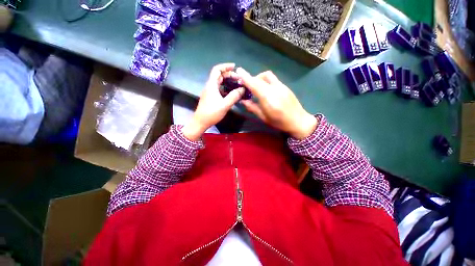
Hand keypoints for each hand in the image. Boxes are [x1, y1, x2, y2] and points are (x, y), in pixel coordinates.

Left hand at [182, 63, 244, 140]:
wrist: (200, 122)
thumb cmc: (211, 113)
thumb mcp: (225, 105)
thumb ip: (234, 96)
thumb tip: (243, 89)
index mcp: (211, 85)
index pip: (217, 70)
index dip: (225, 66)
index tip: (235, 67)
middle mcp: (210, 86)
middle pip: (219, 76)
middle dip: (229, 75)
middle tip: (239, 79)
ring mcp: (210, 92)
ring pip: (219, 83)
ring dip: (228, 82)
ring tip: (237, 85)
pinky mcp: (211, 97)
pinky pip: (219, 89)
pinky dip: (226, 89)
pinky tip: (232, 93)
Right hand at [236, 68, 317, 139]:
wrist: (299, 121)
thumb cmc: (280, 122)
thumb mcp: (264, 118)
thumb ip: (253, 108)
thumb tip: (243, 101)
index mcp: (268, 99)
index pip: (255, 85)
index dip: (246, 77)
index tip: (238, 71)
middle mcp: (274, 89)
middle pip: (259, 78)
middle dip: (250, 78)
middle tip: (245, 84)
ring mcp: (281, 86)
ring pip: (267, 75)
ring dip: (258, 78)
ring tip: (255, 86)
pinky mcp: (285, 86)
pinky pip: (272, 79)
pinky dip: (265, 80)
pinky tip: (264, 88)